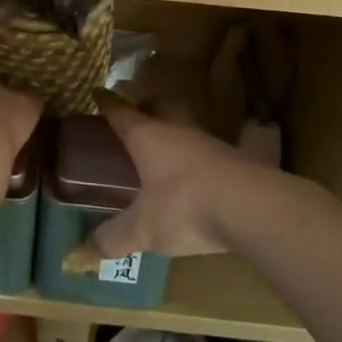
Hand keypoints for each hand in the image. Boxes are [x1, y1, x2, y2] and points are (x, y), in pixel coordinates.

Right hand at [88, 99, 263, 260]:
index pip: (121, 112)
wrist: (251, 207)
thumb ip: (115, 238)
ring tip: (165, 153)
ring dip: (175, 134)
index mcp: (147, 136)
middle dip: (147, 108)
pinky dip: (197, 159)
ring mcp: (210, 142)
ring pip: (187, 127)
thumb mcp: (143, 229)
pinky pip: (209, 151)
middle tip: (137, 117)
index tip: (97, 92)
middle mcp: (178, 130)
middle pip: (160, 107)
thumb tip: (90, 249)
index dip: (107, 103)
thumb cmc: (184, 206)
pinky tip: (196, 178)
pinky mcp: (235, 159)